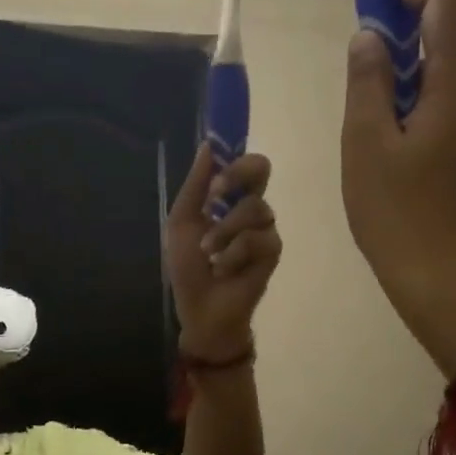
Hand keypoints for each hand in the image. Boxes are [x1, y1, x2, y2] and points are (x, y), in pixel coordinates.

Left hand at [166, 144, 281, 360]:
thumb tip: (208, 146)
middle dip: (236, 176)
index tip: (213, 170)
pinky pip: (257, 239)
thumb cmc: (188, 267)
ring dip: (223, 232)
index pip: (242, 162)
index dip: (233, 157)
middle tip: (215, 196)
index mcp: (228, 198)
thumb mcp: (182, 223)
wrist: (201, 308)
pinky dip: (234, 254)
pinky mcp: (273, 250)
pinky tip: (225, 270)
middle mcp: (250, 206)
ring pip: (254, 208)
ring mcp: (265, 228)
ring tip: (210, 255)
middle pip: (261, 168)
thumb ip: (195, 186)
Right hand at [342, 0, 455, 373]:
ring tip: (371, 59)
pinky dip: (418, 87)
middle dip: (413, 11)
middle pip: (452, 33)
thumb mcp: (366, 143)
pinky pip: (447, 101)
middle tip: (371, 6)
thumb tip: (370, 38)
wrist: (441, 279)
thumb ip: (367, 81)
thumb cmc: (397, 213)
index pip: (446, 6)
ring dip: (413, 53)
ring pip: (448, 69)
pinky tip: (387, 108)